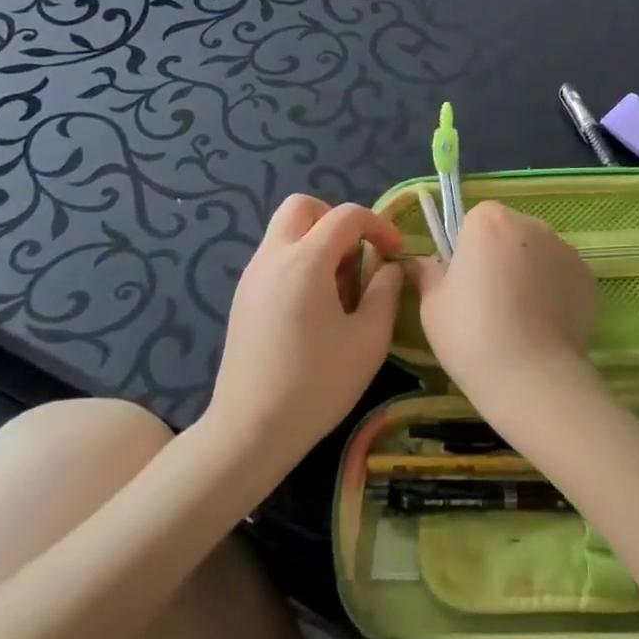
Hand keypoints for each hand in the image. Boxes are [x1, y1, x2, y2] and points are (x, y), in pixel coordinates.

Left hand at [206, 195, 404, 464]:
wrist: (250, 430)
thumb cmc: (317, 384)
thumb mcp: (369, 339)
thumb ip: (385, 292)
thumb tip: (390, 268)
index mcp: (305, 261)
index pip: (346, 215)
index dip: (378, 225)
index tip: (396, 253)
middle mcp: (272, 258)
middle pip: (302, 207)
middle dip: (336, 220)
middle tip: (358, 255)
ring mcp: (252, 277)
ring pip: (285, 232)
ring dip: (317, 242)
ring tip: (340, 288)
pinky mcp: (242, 299)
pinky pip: (275, 258)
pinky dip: (300, 263)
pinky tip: (315, 307)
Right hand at [408, 201, 601, 435]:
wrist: (532, 377)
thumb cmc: (471, 334)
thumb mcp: (433, 305)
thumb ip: (428, 273)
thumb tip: (422, 263)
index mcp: (490, 221)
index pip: (476, 220)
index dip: (468, 248)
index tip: (465, 280)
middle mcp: (532, 225)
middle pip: (510, 232)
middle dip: (501, 256)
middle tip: (490, 300)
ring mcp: (566, 250)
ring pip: (539, 254)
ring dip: (529, 273)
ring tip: (519, 318)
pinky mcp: (588, 279)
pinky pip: (562, 278)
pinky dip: (553, 293)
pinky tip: (543, 327)